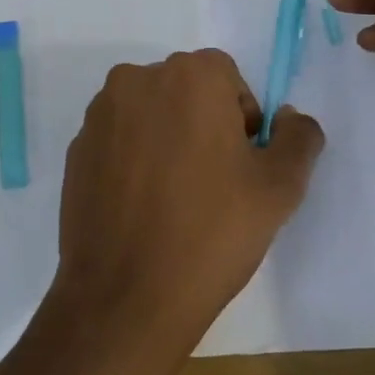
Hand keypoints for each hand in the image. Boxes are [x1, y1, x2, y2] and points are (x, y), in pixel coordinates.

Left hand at [46, 49, 324, 361]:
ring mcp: (100, 115)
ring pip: (150, 113)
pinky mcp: (76, 149)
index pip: (227, 77)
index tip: (241, 165)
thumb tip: (288, 117)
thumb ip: (298, 138)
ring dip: (167, 139)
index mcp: (190, 76)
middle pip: (186, 90)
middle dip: (205, 124)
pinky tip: (142, 208)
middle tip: (214, 184)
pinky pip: (118, 140)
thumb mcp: (280, 188)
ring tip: (176, 198)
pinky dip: (134, 160)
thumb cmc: (211, 233)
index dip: (242, 119)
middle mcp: (138, 80)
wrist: (125, 298)